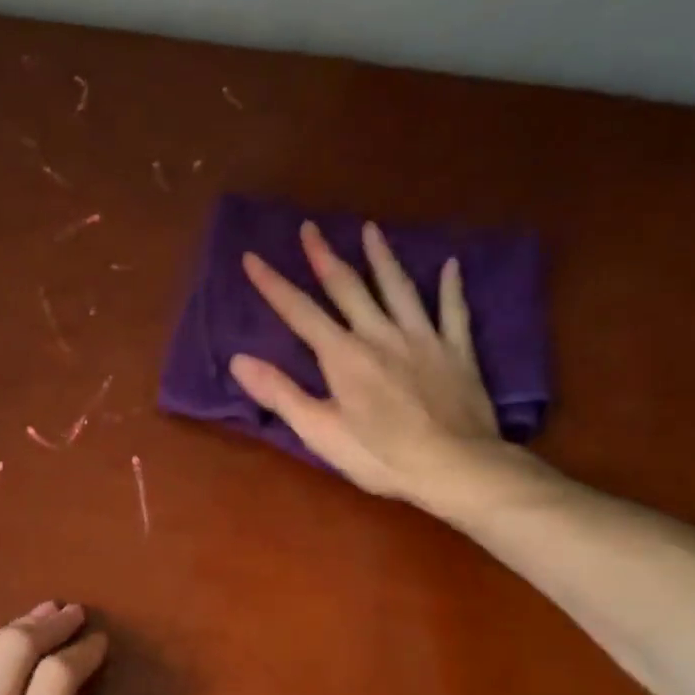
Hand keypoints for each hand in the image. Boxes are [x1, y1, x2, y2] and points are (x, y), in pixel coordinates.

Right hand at [229, 220, 526, 510]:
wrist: (456, 467)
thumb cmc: (381, 456)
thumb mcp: (320, 432)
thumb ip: (281, 393)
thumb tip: (238, 360)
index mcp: (343, 355)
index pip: (300, 312)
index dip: (273, 284)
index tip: (252, 256)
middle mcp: (380, 335)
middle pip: (348, 288)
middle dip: (324, 257)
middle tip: (310, 227)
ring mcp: (423, 339)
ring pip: (399, 288)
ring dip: (382, 258)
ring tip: (371, 229)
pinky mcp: (457, 352)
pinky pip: (453, 311)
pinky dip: (451, 288)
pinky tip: (452, 266)